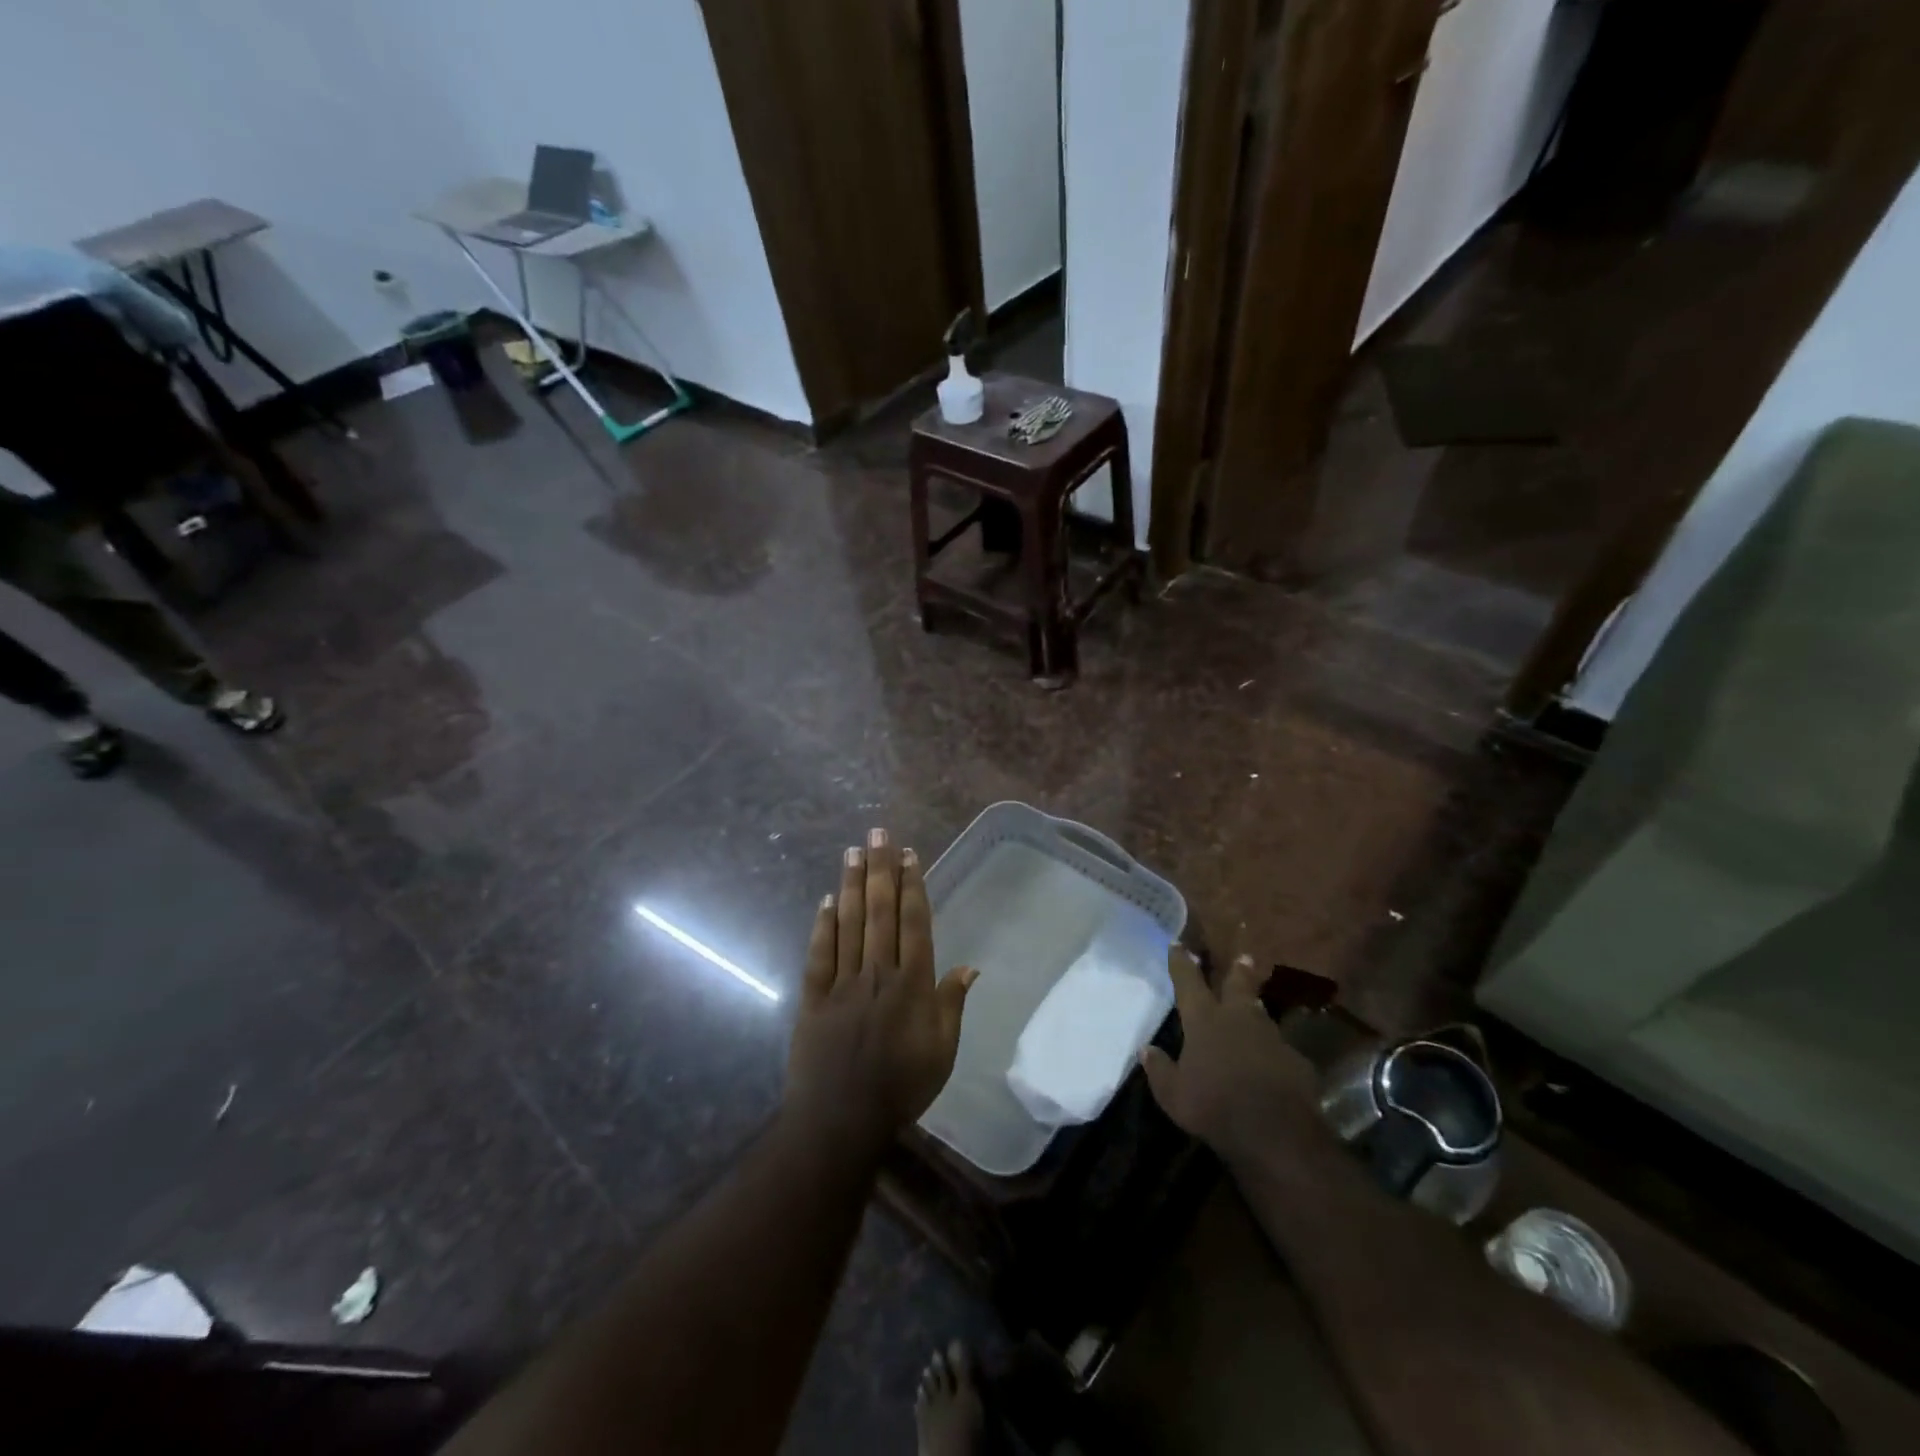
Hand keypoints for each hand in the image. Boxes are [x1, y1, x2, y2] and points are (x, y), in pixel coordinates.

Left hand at [785, 829, 977, 1154]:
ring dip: (852, 884)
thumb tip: (970, 967)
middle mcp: (878, 973)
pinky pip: (818, 953)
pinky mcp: (813, 997)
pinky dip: (823, 924)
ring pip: (849, 923)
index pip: (914, 923)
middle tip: (878, 833)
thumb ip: (952, 1005)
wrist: (841, 1120)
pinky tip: (827, 899)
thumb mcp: (942, 1052)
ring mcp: (842, 982)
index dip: (913, 886)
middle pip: (880, 911)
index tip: (910, 855)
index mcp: (912, 985)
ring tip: (853, 851)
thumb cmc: (901, 1088)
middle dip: (881, 869)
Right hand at [1141, 948, 1324, 1167]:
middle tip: (1243, 956)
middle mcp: (1238, 1019)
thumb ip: (1159, 1069)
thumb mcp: (1173, 1094)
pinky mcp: (1296, 1061)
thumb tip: (1146, 1049)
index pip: (1188, 982)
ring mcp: (1271, 1038)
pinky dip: (1273, 1052)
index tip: (1177, 943)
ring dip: (1255, 1007)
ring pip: (1261, 1014)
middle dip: (1238, 969)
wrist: (1276, 1132)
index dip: (1181, 962)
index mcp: (1204, 1021)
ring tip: (1254, 1004)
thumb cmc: (1214, 1107)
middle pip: (1238, 985)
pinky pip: (1281, 1050)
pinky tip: (1273, 1062)